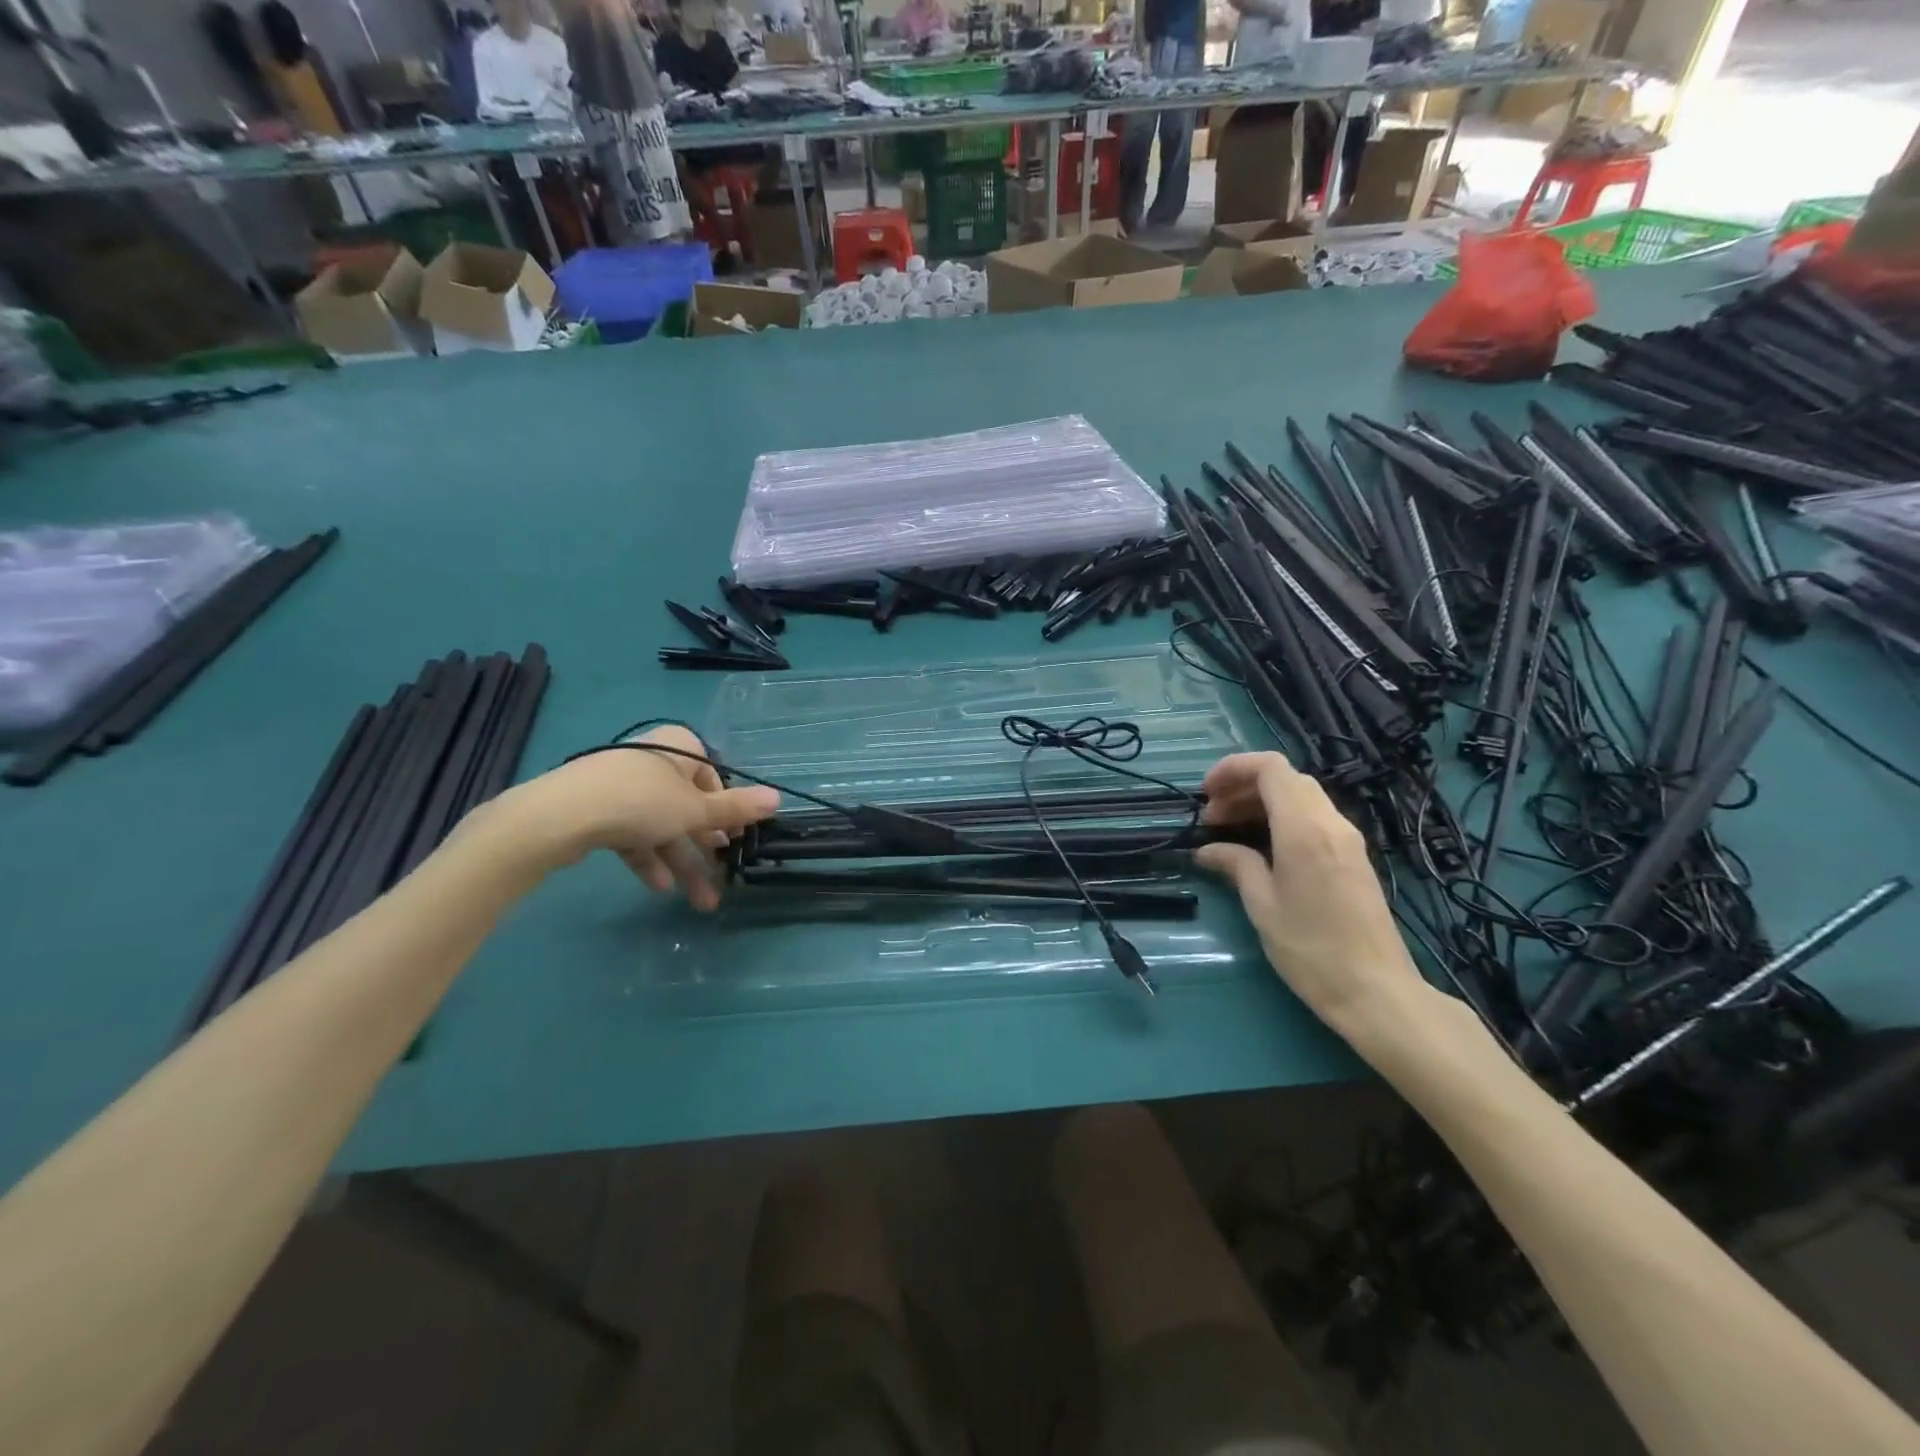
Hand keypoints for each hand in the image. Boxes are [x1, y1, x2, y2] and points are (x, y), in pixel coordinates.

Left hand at [488, 725, 779, 908]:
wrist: (560, 816)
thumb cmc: (641, 802)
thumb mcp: (696, 809)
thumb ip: (735, 808)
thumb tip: (778, 798)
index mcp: (679, 749)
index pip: (712, 776)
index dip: (725, 808)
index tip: (733, 837)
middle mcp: (651, 761)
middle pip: (686, 805)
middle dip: (704, 845)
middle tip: (722, 872)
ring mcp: (620, 786)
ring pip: (661, 825)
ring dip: (681, 861)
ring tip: (699, 900)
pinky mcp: (597, 810)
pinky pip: (632, 834)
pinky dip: (648, 858)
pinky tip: (659, 886)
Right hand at [1194, 752, 1427, 1034]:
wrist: (1376, 991)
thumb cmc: (1311, 950)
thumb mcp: (1262, 906)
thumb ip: (1236, 865)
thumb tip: (1209, 850)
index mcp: (1304, 829)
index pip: (1270, 768)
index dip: (1233, 768)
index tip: (1205, 794)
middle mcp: (1331, 823)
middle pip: (1286, 778)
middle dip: (1243, 787)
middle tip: (1212, 819)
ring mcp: (1347, 839)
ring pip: (1301, 796)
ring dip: (1262, 802)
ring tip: (1230, 832)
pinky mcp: (1353, 857)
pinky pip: (1314, 817)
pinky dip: (1282, 818)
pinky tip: (1262, 848)